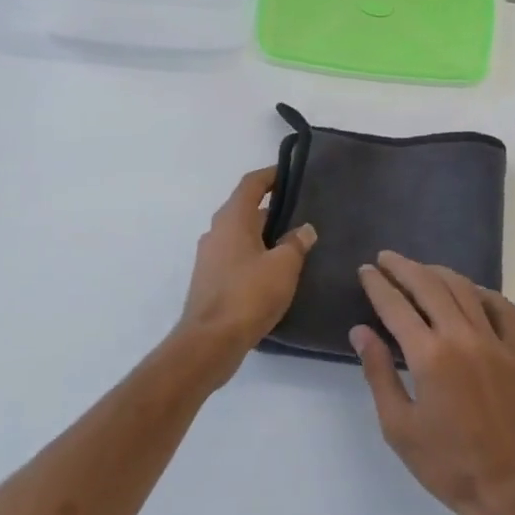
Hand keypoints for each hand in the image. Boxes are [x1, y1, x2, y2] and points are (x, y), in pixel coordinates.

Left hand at [179, 167, 315, 357]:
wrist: (210, 341)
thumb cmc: (249, 295)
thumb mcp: (284, 266)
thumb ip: (296, 243)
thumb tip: (304, 229)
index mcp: (233, 219)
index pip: (251, 184)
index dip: (271, 175)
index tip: (291, 173)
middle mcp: (216, 232)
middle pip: (246, 210)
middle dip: (273, 209)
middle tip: (302, 214)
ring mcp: (210, 257)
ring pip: (241, 235)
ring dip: (264, 236)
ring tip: (294, 244)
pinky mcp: (210, 280)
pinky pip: (236, 257)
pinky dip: (255, 256)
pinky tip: (275, 272)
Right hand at [351, 252, 514, 514]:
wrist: (506, 488)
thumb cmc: (445, 463)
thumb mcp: (397, 425)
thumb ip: (378, 372)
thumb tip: (361, 331)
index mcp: (430, 357)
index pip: (397, 306)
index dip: (378, 285)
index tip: (366, 271)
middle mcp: (464, 338)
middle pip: (430, 287)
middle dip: (404, 268)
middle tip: (386, 259)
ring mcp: (496, 343)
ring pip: (466, 290)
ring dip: (439, 274)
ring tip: (420, 270)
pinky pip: (504, 309)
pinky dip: (484, 294)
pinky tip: (470, 294)